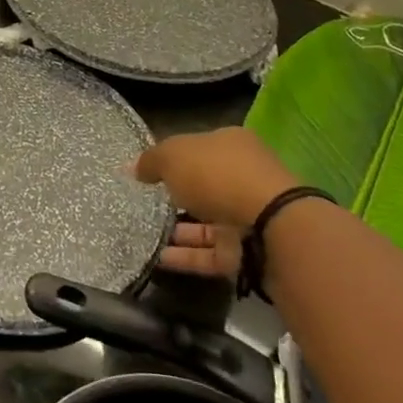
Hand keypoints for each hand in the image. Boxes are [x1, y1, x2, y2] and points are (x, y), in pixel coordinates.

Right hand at [136, 128, 301, 277]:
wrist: (269, 224)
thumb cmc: (217, 175)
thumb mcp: (173, 156)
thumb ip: (151, 161)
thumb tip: (133, 168)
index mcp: (230, 144)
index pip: (198, 148)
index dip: (173, 158)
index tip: (149, 172)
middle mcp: (242, 177)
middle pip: (205, 185)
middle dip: (177, 196)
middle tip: (146, 204)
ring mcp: (248, 215)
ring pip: (207, 222)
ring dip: (179, 230)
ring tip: (145, 234)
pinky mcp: (248, 250)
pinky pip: (210, 253)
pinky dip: (186, 256)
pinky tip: (158, 258)